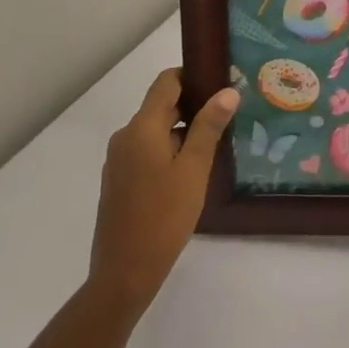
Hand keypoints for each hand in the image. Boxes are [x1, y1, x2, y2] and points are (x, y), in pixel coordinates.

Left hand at [88, 69, 237, 312]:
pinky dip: (170, 151)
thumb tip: (227, 91)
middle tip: (229, 114)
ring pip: (156, 131)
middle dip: (193, 106)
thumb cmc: (164, 216)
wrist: (124, 272)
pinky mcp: (120, 181)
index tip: (221, 81)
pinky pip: (147, 152)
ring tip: (217, 143)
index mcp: (141, 128)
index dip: (192, 75)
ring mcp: (119, 160)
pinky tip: (193, 170)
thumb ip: (209, 127)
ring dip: (183, 131)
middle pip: (161, 106)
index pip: (166, 82)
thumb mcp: (194, 169)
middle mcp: (125, 137)